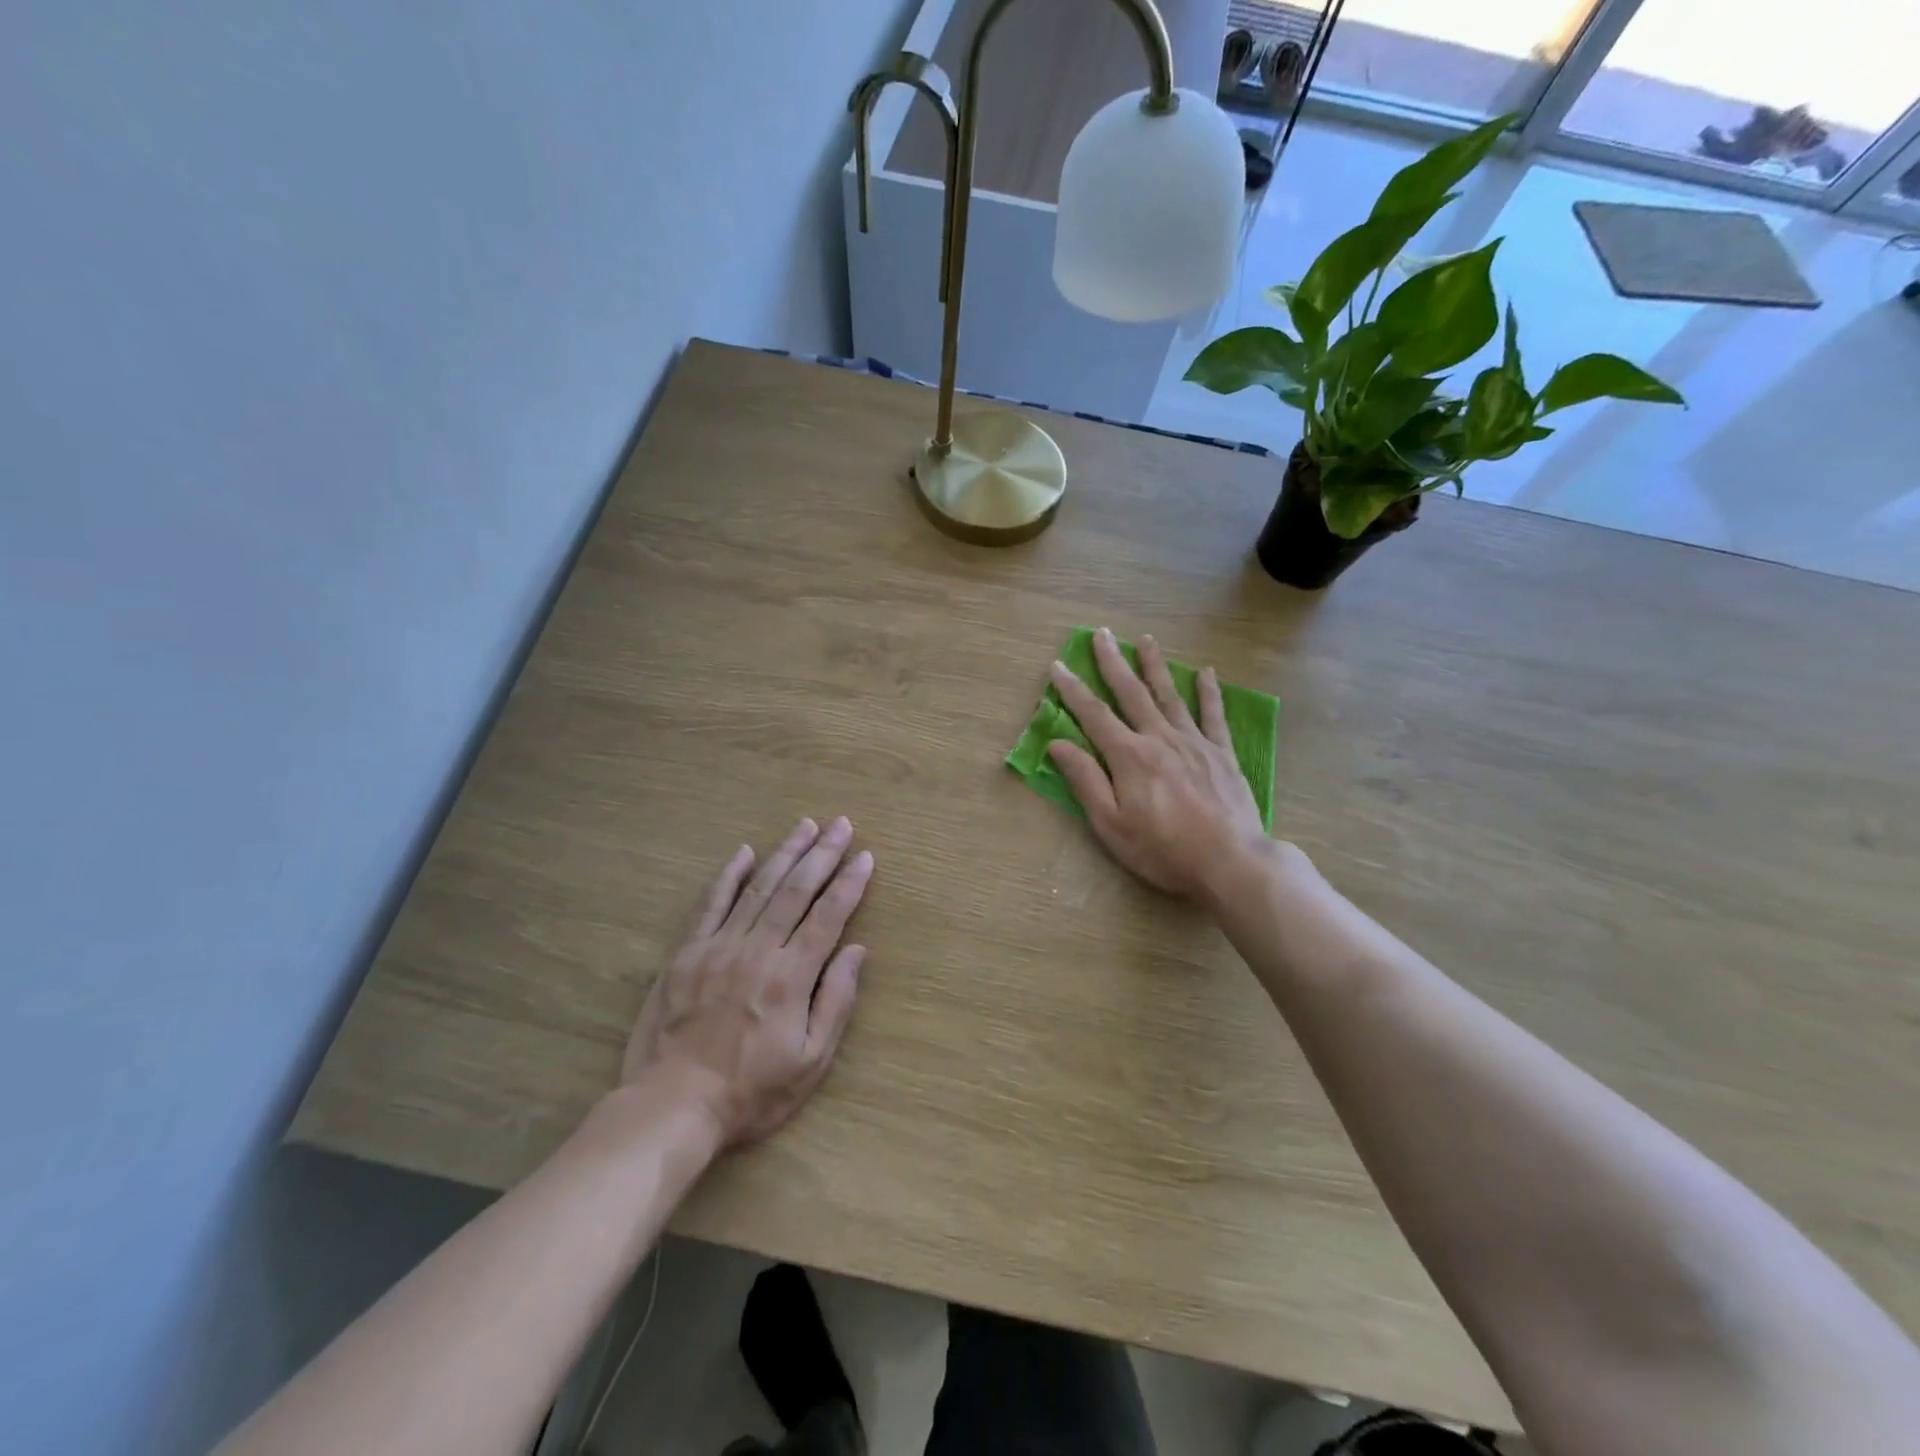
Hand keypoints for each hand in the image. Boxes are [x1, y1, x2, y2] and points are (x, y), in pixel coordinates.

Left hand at [624, 818, 871, 1146]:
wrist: (674, 1105)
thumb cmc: (752, 1090)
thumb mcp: (811, 1060)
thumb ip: (836, 1001)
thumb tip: (857, 950)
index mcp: (791, 977)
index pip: (828, 917)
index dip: (849, 884)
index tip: (865, 856)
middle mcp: (757, 951)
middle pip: (796, 891)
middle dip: (822, 854)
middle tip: (841, 824)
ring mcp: (719, 947)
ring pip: (758, 888)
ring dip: (785, 853)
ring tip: (806, 825)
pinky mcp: (687, 953)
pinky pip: (710, 904)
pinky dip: (729, 876)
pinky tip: (744, 852)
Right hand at [1047, 628, 1266, 898]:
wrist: (1230, 861)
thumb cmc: (1163, 849)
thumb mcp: (1111, 824)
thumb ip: (1086, 780)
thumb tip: (1058, 744)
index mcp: (1129, 756)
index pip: (1093, 715)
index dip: (1073, 689)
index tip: (1058, 664)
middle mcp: (1159, 738)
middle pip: (1131, 693)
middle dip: (1113, 662)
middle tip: (1101, 634)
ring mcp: (1194, 742)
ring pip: (1170, 695)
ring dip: (1155, 665)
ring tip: (1145, 639)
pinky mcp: (1221, 753)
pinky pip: (1213, 715)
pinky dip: (1209, 692)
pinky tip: (1206, 673)